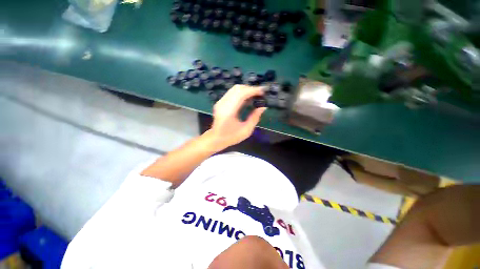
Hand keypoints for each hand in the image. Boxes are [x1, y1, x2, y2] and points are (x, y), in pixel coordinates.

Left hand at [206, 85, 266, 150]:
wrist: (216, 138)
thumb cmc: (231, 137)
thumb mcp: (246, 131)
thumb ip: (254, 118)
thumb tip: (263, 107)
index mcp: (229, 111)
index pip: (241, 94)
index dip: (253, 90)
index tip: (263, 92)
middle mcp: (223, 104)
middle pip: (237, 89)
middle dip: (250, 89)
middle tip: (260, 94)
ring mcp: (220, 102)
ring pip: (234, 89)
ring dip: (246, 90)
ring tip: (255, 96)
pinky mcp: (220, 102)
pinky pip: (232, 93)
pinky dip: (241, 93)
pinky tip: (247, 99)